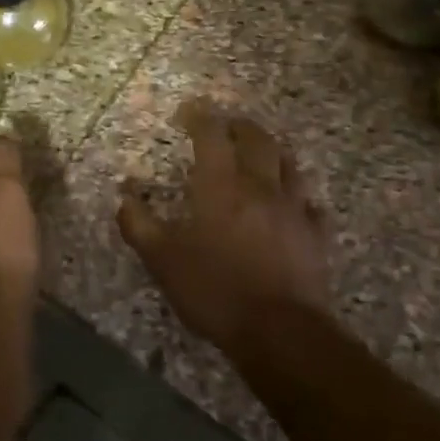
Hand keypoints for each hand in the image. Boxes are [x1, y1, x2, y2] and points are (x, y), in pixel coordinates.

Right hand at [117, 101, 331, 356]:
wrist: (280, 331)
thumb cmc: (215, 289)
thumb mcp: (162, 260)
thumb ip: (139, 224)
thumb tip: (124, 195)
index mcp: (221, 185)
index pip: (211, 134)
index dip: (200, 116)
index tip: (189, 109)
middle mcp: (260, 186)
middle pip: (257, 140)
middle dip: (240, 126)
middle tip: (227, 125)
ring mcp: (294, 208)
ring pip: (288, 164)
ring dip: (272, 152)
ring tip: (261, 152)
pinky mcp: (315, 235)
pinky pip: (310, 204)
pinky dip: (298, 196)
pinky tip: (294, 203)